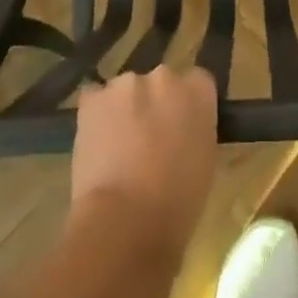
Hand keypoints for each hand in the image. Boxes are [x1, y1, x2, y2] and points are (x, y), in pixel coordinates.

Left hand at [70, 66, 218, 260]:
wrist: (124, 221)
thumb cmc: (177, 203)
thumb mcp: (205, 162)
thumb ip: (196, 130)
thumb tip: (183, 129)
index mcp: (198, 90)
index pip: (197, 83)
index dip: (188, 106)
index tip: (182, 128)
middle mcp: (164, 76)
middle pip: (160, 83)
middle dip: (156, 105)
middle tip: (151, 141)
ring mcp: (125, 84)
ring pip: (127, 92)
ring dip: (126, 110)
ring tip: (119, 148)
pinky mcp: (92, 99)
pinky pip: (95, 99)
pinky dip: (97, 116)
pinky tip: (97, 143)